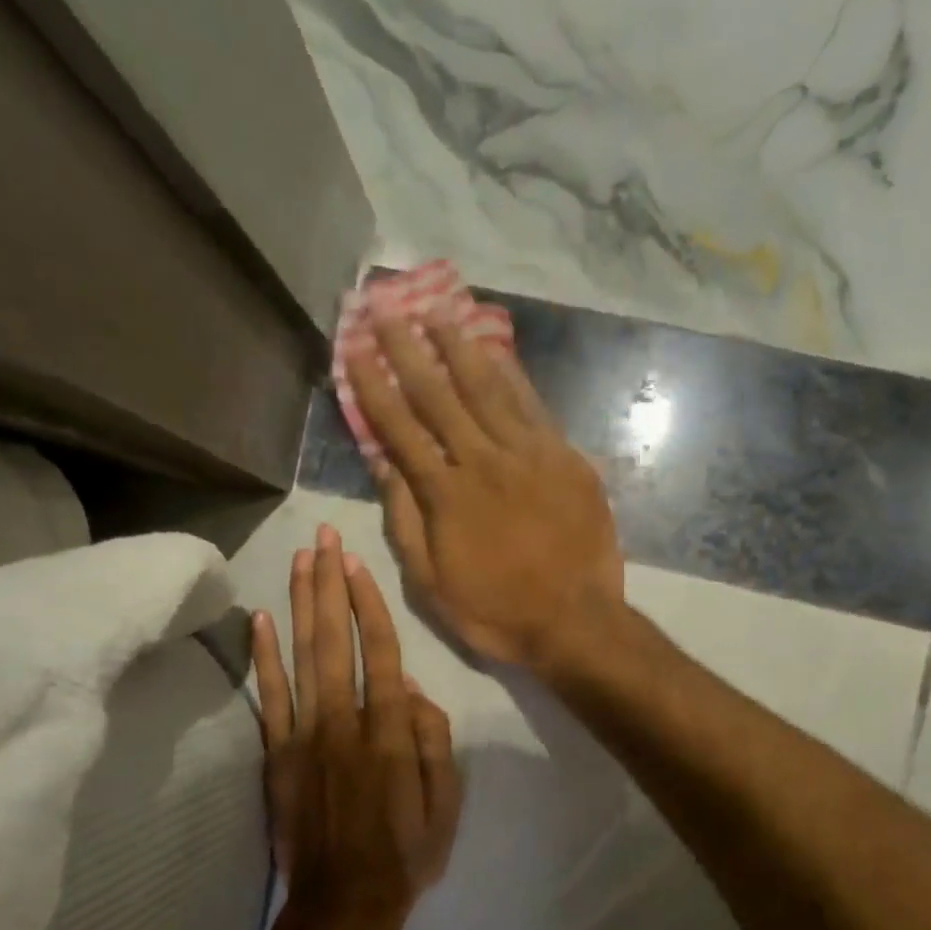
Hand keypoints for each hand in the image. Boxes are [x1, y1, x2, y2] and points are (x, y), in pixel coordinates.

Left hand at [249, 523, 460, 929]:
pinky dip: (262, 657)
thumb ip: (433, 741)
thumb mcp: (447, 804)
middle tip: (322, 537)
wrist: (342, 907)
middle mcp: (343, 722)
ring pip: (301, 657)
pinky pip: (269, 698)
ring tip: (298, 560)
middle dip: (328, 584)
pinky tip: (258, 620)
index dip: (367, 604)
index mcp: (389, 732)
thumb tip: (413, 690)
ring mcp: (304, 737)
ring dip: (299, 604)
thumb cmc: (405, 855)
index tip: (355, 563)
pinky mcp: (278, 756)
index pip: (380, 651)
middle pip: (335, 640)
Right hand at [343, 316, 624, 672]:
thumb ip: (405, 520)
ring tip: (438, 312)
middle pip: (439, 395)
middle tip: (387, 308)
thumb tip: (384, 464)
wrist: (576, 621)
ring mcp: (530, 455)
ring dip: (459, 348)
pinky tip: (497, 351)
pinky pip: (534, 407)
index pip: (399, 428)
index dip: (374, 385)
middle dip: (409, 349)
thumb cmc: (496, 610)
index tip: (354, 348)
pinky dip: (513, 376)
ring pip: (488, 389)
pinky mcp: (566, 458)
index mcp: (446, 495)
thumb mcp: (431, 582)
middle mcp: (484, 461)